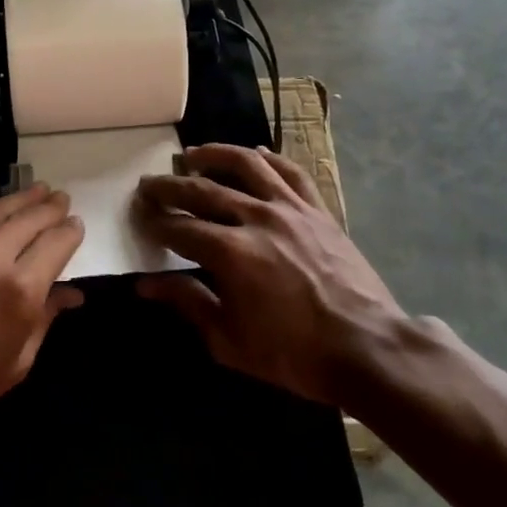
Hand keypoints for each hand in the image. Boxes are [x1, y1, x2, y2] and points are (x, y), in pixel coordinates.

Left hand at [0, 157, 85, 444]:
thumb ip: (45, 320)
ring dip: (21, 197)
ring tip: (38, 189)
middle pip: (31, 220)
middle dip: (51, 209)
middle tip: (61, 200)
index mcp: (21, 290)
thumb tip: (72, 294)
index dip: (71, 232)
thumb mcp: (16, 363)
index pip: (57, 244)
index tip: (75, 226)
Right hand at [135, 144, 406, 408]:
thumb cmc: (293, 353)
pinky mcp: (318, 210)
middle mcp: (256, 219)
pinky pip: (290, 172)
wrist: (367, 349)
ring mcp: (291, 209)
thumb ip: (188, 302)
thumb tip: (145, 284)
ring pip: (246, 165)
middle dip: (170, 186)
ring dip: (214, 155)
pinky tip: (254, 153)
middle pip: (203, 190)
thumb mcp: (229, 340)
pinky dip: (268, 158)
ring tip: (193, 154)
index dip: (155, 221)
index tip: (139, 214)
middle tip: (149, 182)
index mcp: (231, 253)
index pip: (179, 227)